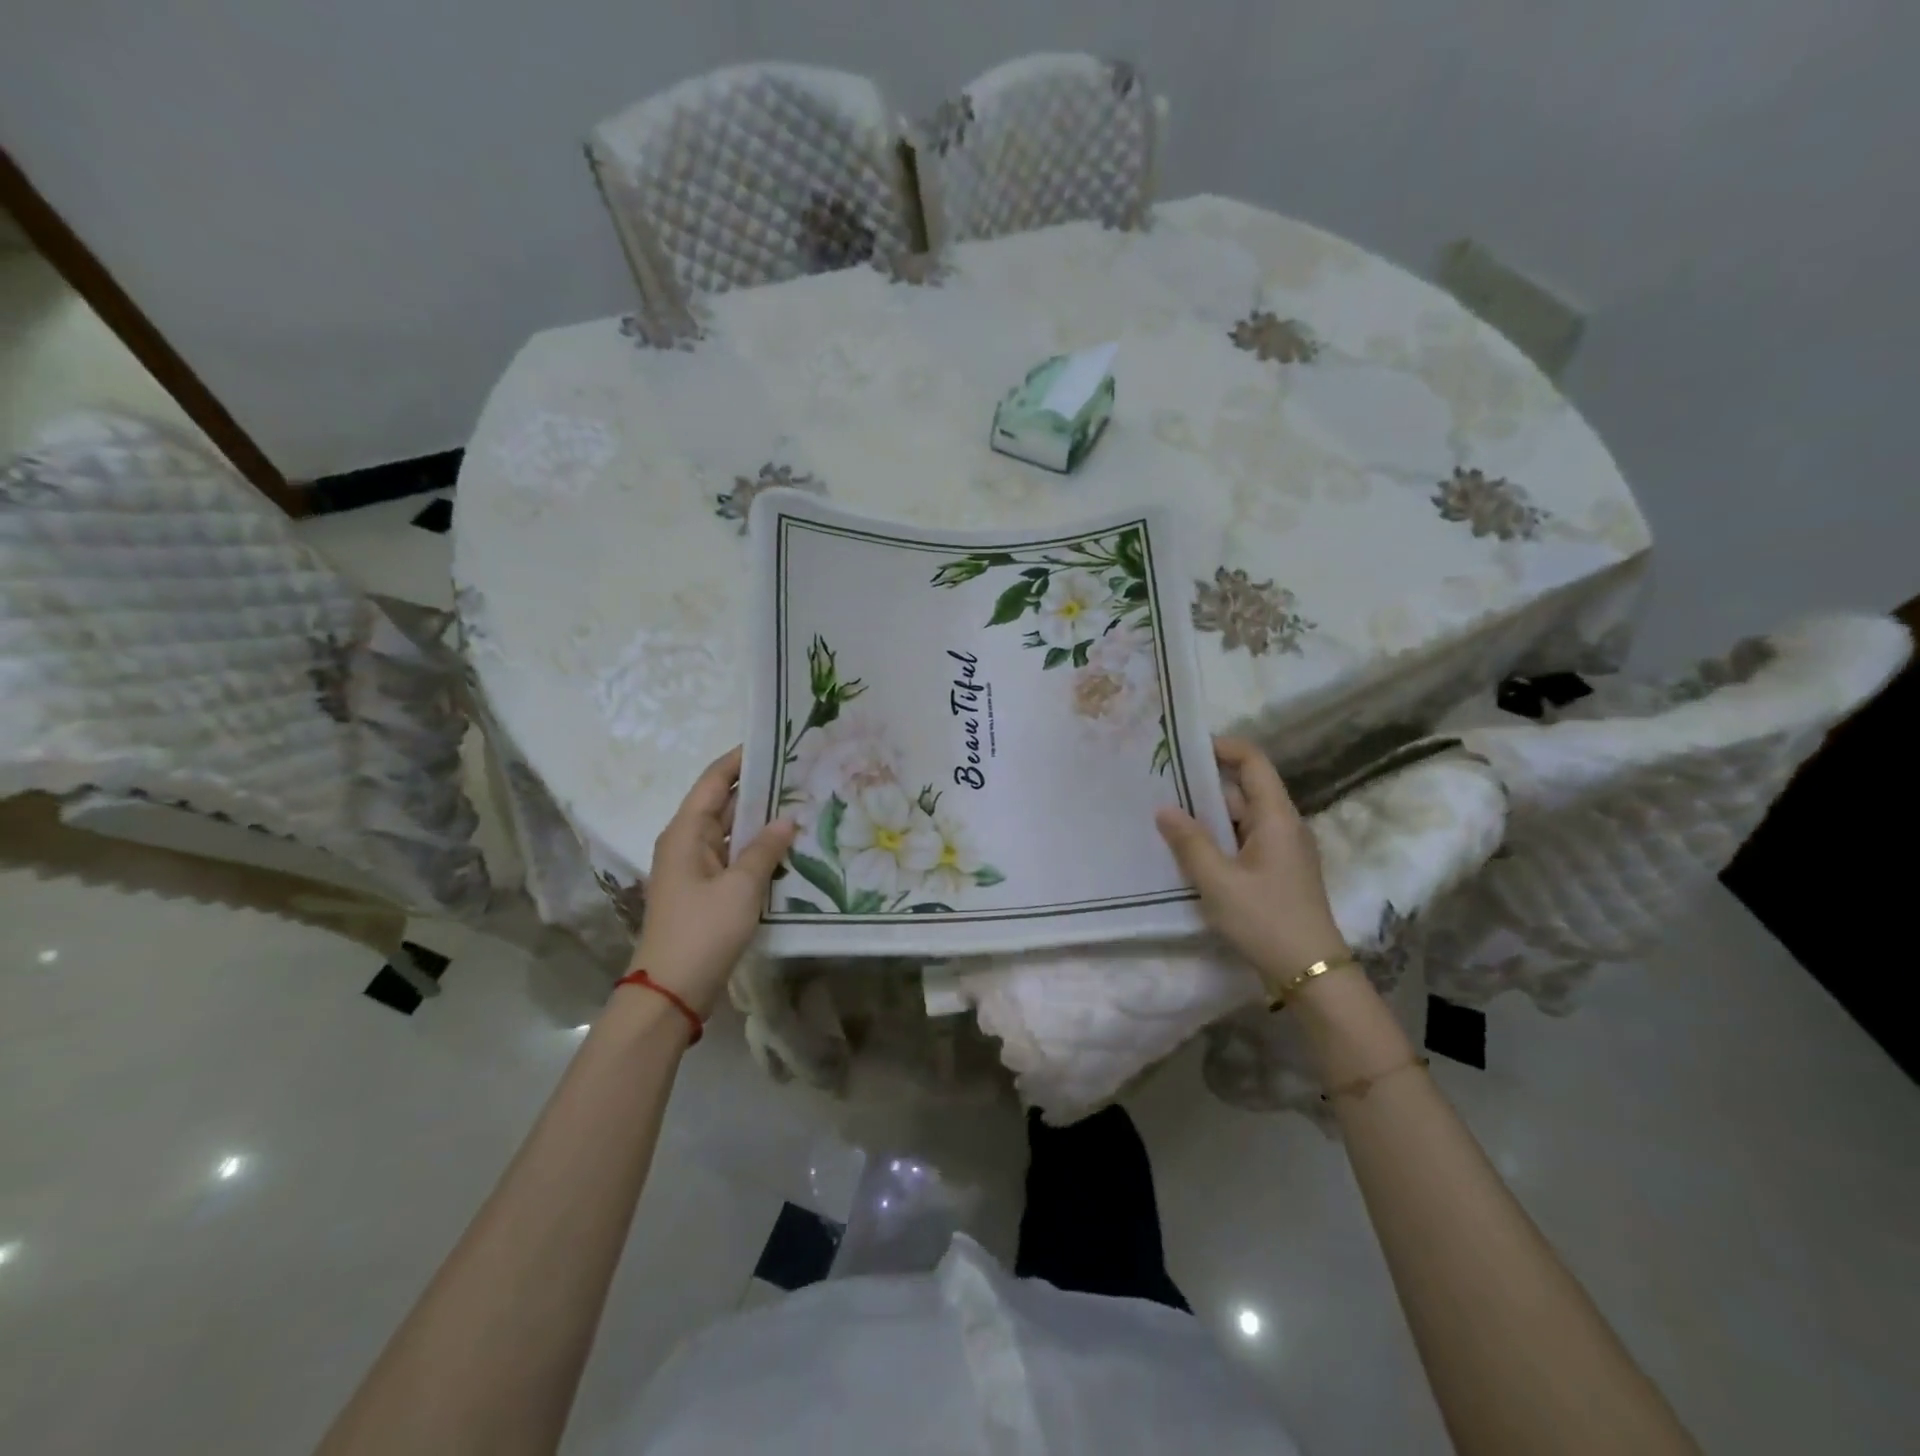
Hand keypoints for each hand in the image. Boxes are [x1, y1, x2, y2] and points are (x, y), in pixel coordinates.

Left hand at [628, 747, 796, 1016]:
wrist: (671, 991)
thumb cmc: (702, 930)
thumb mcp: (741, 887)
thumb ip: (765, 849)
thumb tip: (787, 819)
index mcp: (686, 832)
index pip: (714, 780)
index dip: (740, 758)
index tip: (774, 741)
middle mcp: (687, 843)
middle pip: (723, 803)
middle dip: (759, 787)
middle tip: (801, 772)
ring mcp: (696, 868)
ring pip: (732, 832)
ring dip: (761, 820)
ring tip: (803, 803)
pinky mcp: (707, 892)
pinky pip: (735, 858)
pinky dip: (758, 849)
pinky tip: (788, 847)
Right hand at [1154, 736, 1348, 985]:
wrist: (1311, 973)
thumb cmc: (1265, 919)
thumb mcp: (1218, 881)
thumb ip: (1189, 842)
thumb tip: (1164, 809)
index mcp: (1276, 817)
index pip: (1253, 762)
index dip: (1222, 747)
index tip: (1184, 748)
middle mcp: (1283, 825)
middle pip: (1244, 789)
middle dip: (1203, 784)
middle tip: (1160, 784)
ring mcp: (1282, 850)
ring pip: (1241, 818)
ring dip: (1207, 815)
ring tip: (1165, 816)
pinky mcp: (1277, 871)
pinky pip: (1243, 841)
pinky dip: (1217, 838)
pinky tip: (1188, 851)